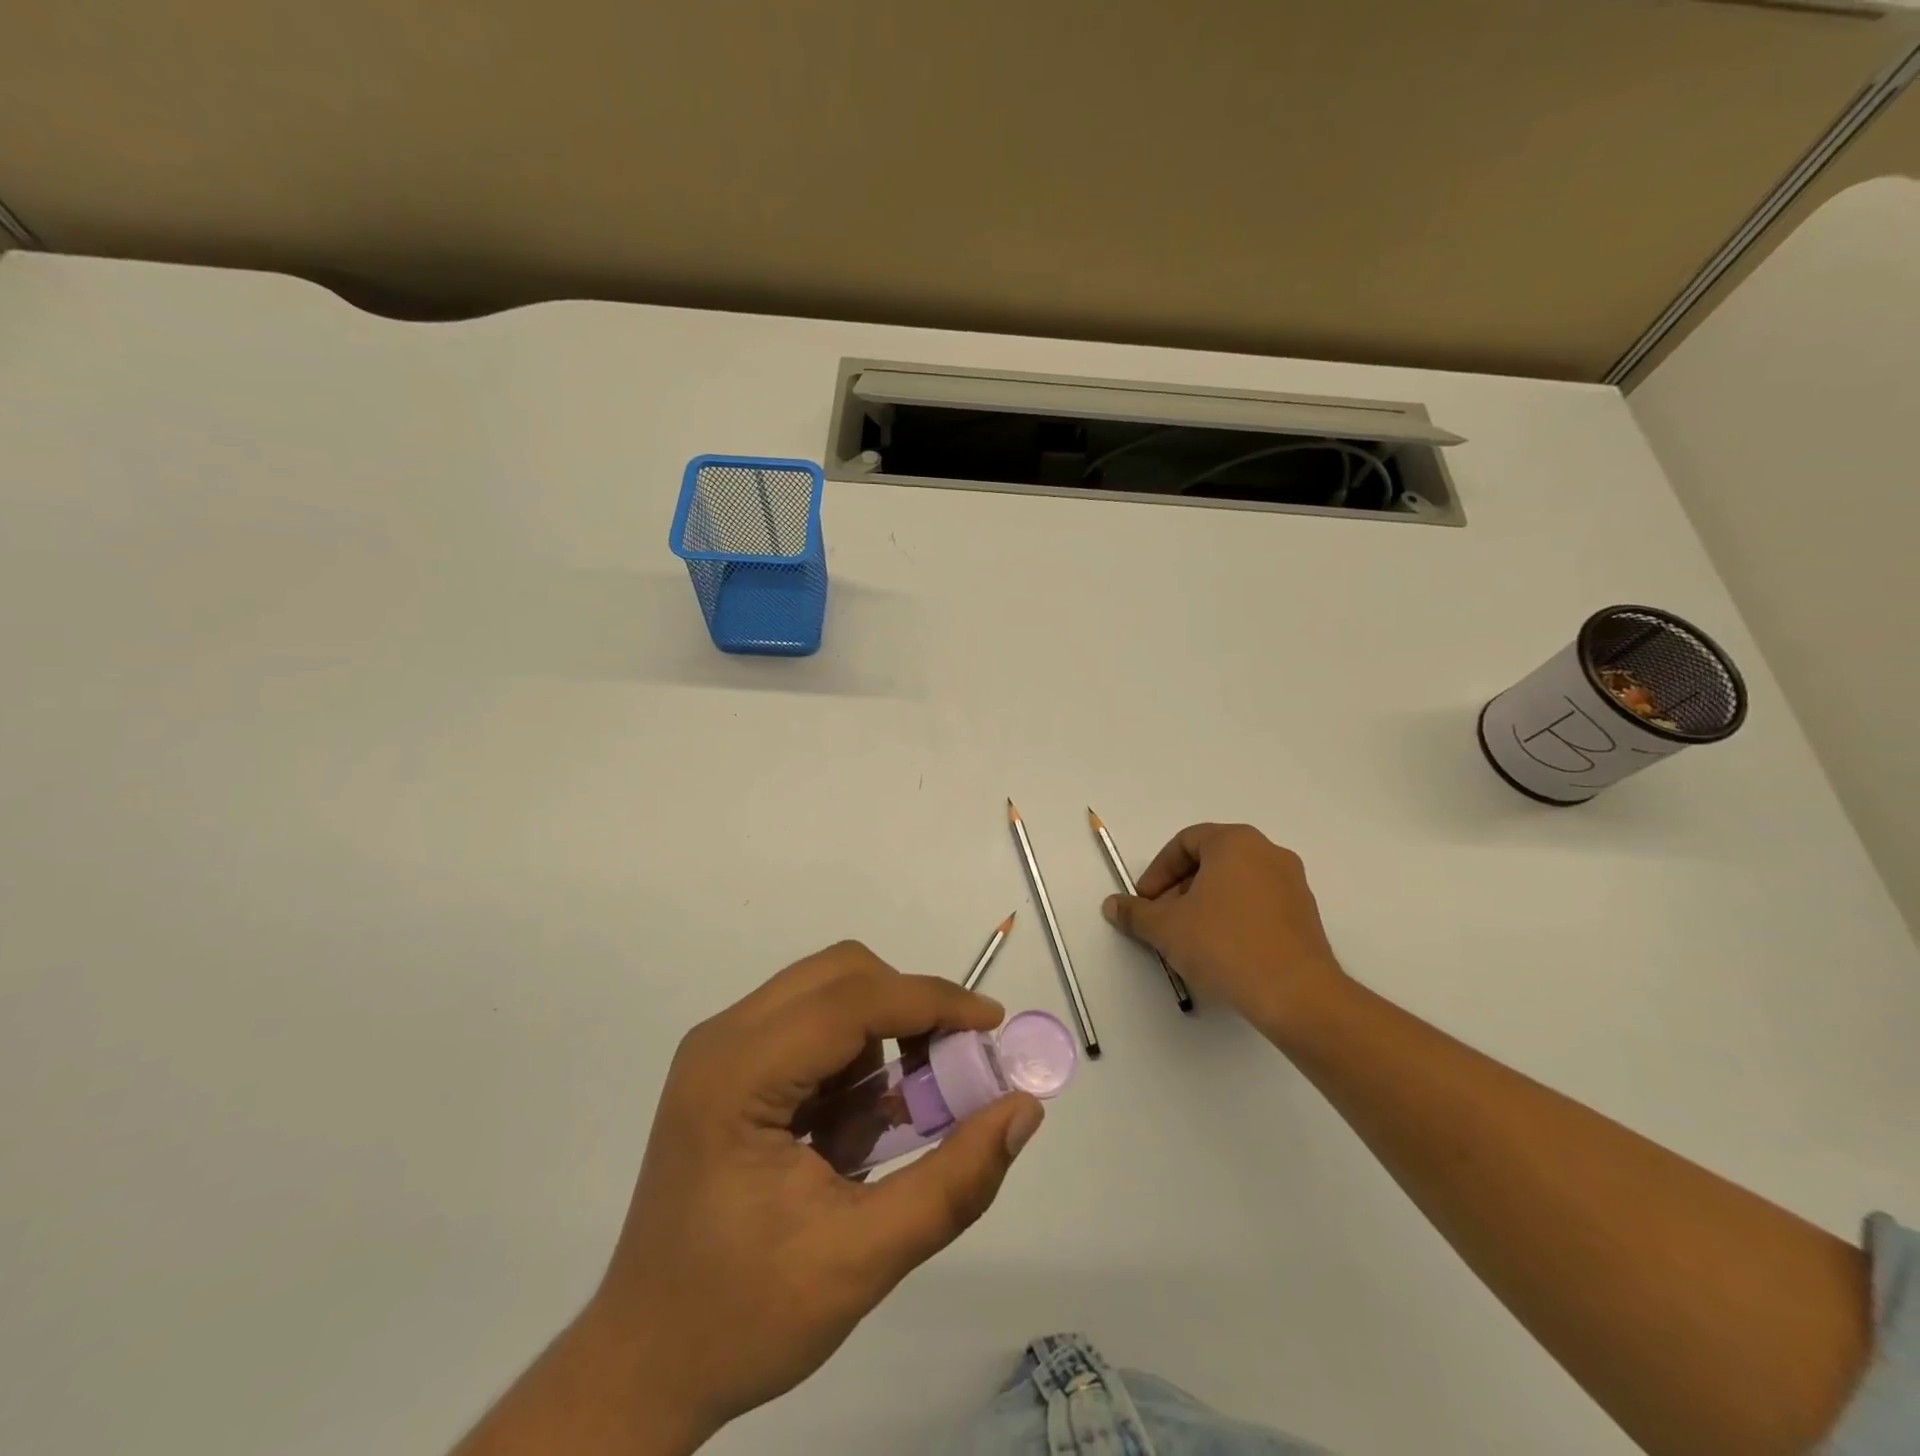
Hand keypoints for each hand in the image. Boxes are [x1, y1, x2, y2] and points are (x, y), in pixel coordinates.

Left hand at [587, 943, 1043, 1449]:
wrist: (643, 1363)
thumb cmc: (743, 1317)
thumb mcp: (861, 1261)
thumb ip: (952, 1183)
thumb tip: (1023, 1110)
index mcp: (737, 1076)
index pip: (852, 1001)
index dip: (933, 1003)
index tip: (993, 1028)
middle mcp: (723, 1039)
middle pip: (841, 975)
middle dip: (909, 1010)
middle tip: (954, 1069)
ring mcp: (719, 1048)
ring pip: (829, 991)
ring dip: (881, 1035)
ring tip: (896, 1118)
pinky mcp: (727, 1066)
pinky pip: (811, 1024)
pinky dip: (853, 1055)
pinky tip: (853, 1127)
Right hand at [1102, 824, 1348, 1038]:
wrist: (1296, 994)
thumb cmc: (1224, 945)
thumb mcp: (1166, 928)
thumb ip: (1136, 913)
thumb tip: (1112, 905)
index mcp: (1235, 842)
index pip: (1185, 843)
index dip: (1158, 871)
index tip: (1146, 902)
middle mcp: (1268, 853)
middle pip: (1211, 861)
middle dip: (1180, 889)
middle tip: (1163, 921)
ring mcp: (1292, 884)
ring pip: (1235, 884)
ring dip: (1205, 905)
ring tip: (1189, 940)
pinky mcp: (1305, 915)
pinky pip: (1258, 905)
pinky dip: (1233, 918)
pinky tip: (1221, 952)